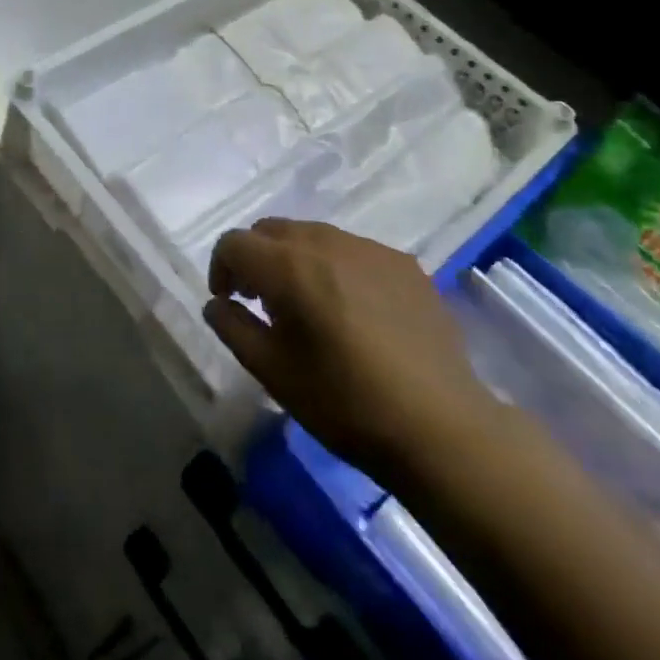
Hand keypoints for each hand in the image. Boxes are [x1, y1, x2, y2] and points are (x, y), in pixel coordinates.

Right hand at [204, 219, 500, 487]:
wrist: (443, 428)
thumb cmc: (346, 404)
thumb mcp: (273, 373)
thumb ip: (233, 328)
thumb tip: (216, 303)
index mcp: (289, 266)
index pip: (235, 242)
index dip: (221, 267)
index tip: (228, 301)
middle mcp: (326, 242)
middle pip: (271, 230)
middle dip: (256, 258)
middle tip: (262, 301)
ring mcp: (369, 248)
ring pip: (312, 235)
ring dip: (295, 259)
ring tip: (308, 305)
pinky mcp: (404, 264)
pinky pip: (352, 250)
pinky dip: (336, 267)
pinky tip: (353, 311)